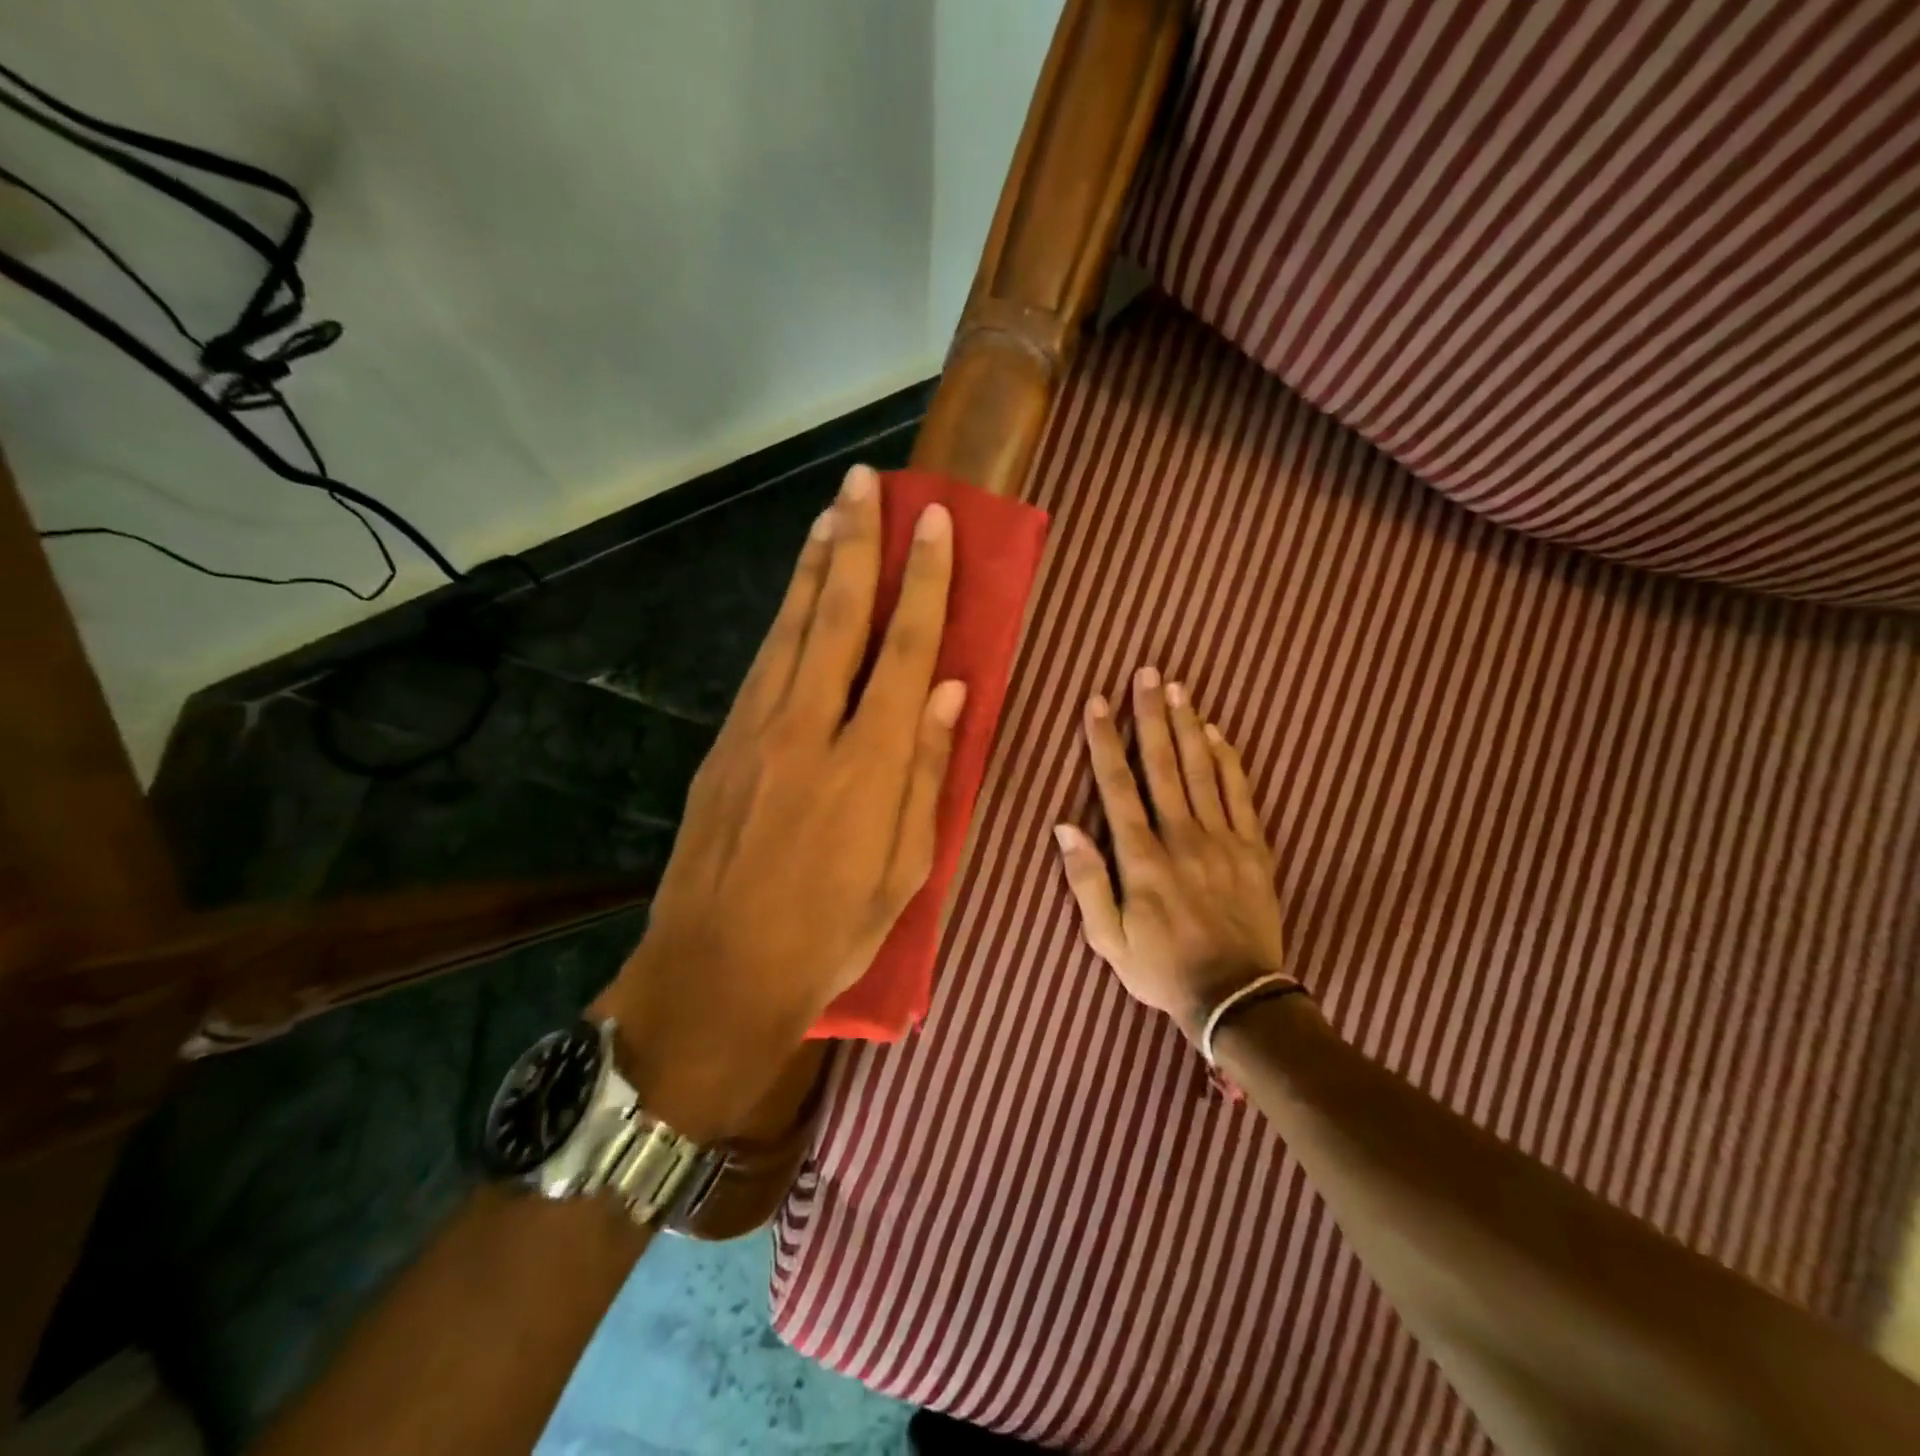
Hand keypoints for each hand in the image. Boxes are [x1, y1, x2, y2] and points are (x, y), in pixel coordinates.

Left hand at [599, 464, 963, 1137]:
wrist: (716, 975)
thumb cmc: (829, 934)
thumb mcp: (904, 870)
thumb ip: (927, 772)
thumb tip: (950, 691)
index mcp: (866, 763)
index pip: (904, 649)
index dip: (923, 581)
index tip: (934, 524)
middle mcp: (808, 729)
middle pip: (837, 617)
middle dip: (856, 543)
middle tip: (867, 483)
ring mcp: (755, 732)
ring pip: (791, 630)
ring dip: (814, 567)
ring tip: (830, 515)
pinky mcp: (724, 747)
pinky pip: (763, 664)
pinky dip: (786, 619)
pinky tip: (797, 598)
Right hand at [1054, 667, 1286, 1038]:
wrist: (1236, 997)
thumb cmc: (1161, 969)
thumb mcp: (1108, 939)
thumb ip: (1086, 881)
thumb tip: (1065, 828)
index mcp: (1141, 858)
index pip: (1117, 786)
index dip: (1105, 741)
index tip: (1098, 703)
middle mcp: (1181, 837)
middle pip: (1163, 765)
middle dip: (1151, 716)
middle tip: (1148, 673)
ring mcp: (1222, 840)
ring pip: (1202, 771)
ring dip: (1188, 726)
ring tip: (1179, 688)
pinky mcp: (1253, 849)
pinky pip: (1241, 795)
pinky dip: (1229, 761)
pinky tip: (1218, 734)